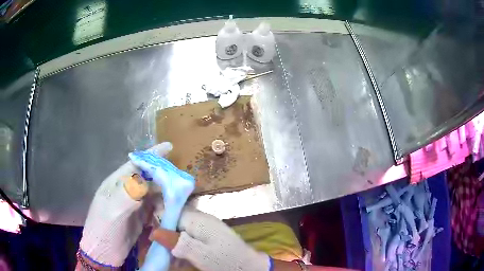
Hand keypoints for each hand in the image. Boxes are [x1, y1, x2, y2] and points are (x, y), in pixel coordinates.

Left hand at [79, 142, 172, 267]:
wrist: (103, 254)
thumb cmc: (103, 230)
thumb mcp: (111, 212)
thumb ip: (127, 195)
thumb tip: (145, 180)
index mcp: (116, 184)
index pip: (135, 165)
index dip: (151, 156)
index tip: (169, 147)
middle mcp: (126, 191)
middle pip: (147, 178)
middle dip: (163, 176)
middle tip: (182, 179)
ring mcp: (134, 205)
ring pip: (153, 193)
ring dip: (166, 194)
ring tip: (181, 196)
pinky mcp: (140, 218)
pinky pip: (154, 208)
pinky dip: (164, 208)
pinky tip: (172, 210)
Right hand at [150, 208, 270, 270]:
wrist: (248, 265)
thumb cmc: (223, 259)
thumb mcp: (198, 254)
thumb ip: (176, 242)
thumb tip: (153, 232)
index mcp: (196, 219)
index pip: (170, 212)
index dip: (158, 223)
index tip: (152, 238)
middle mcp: (200, 219)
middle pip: (174, 222)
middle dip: (165, 236)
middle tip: (161, 252)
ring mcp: (205, 227)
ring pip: (181, 231)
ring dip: (174, 244)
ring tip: (171, 259)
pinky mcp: (209, 235)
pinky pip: (190, 237)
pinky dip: (184, 247)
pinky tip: (182, 259)